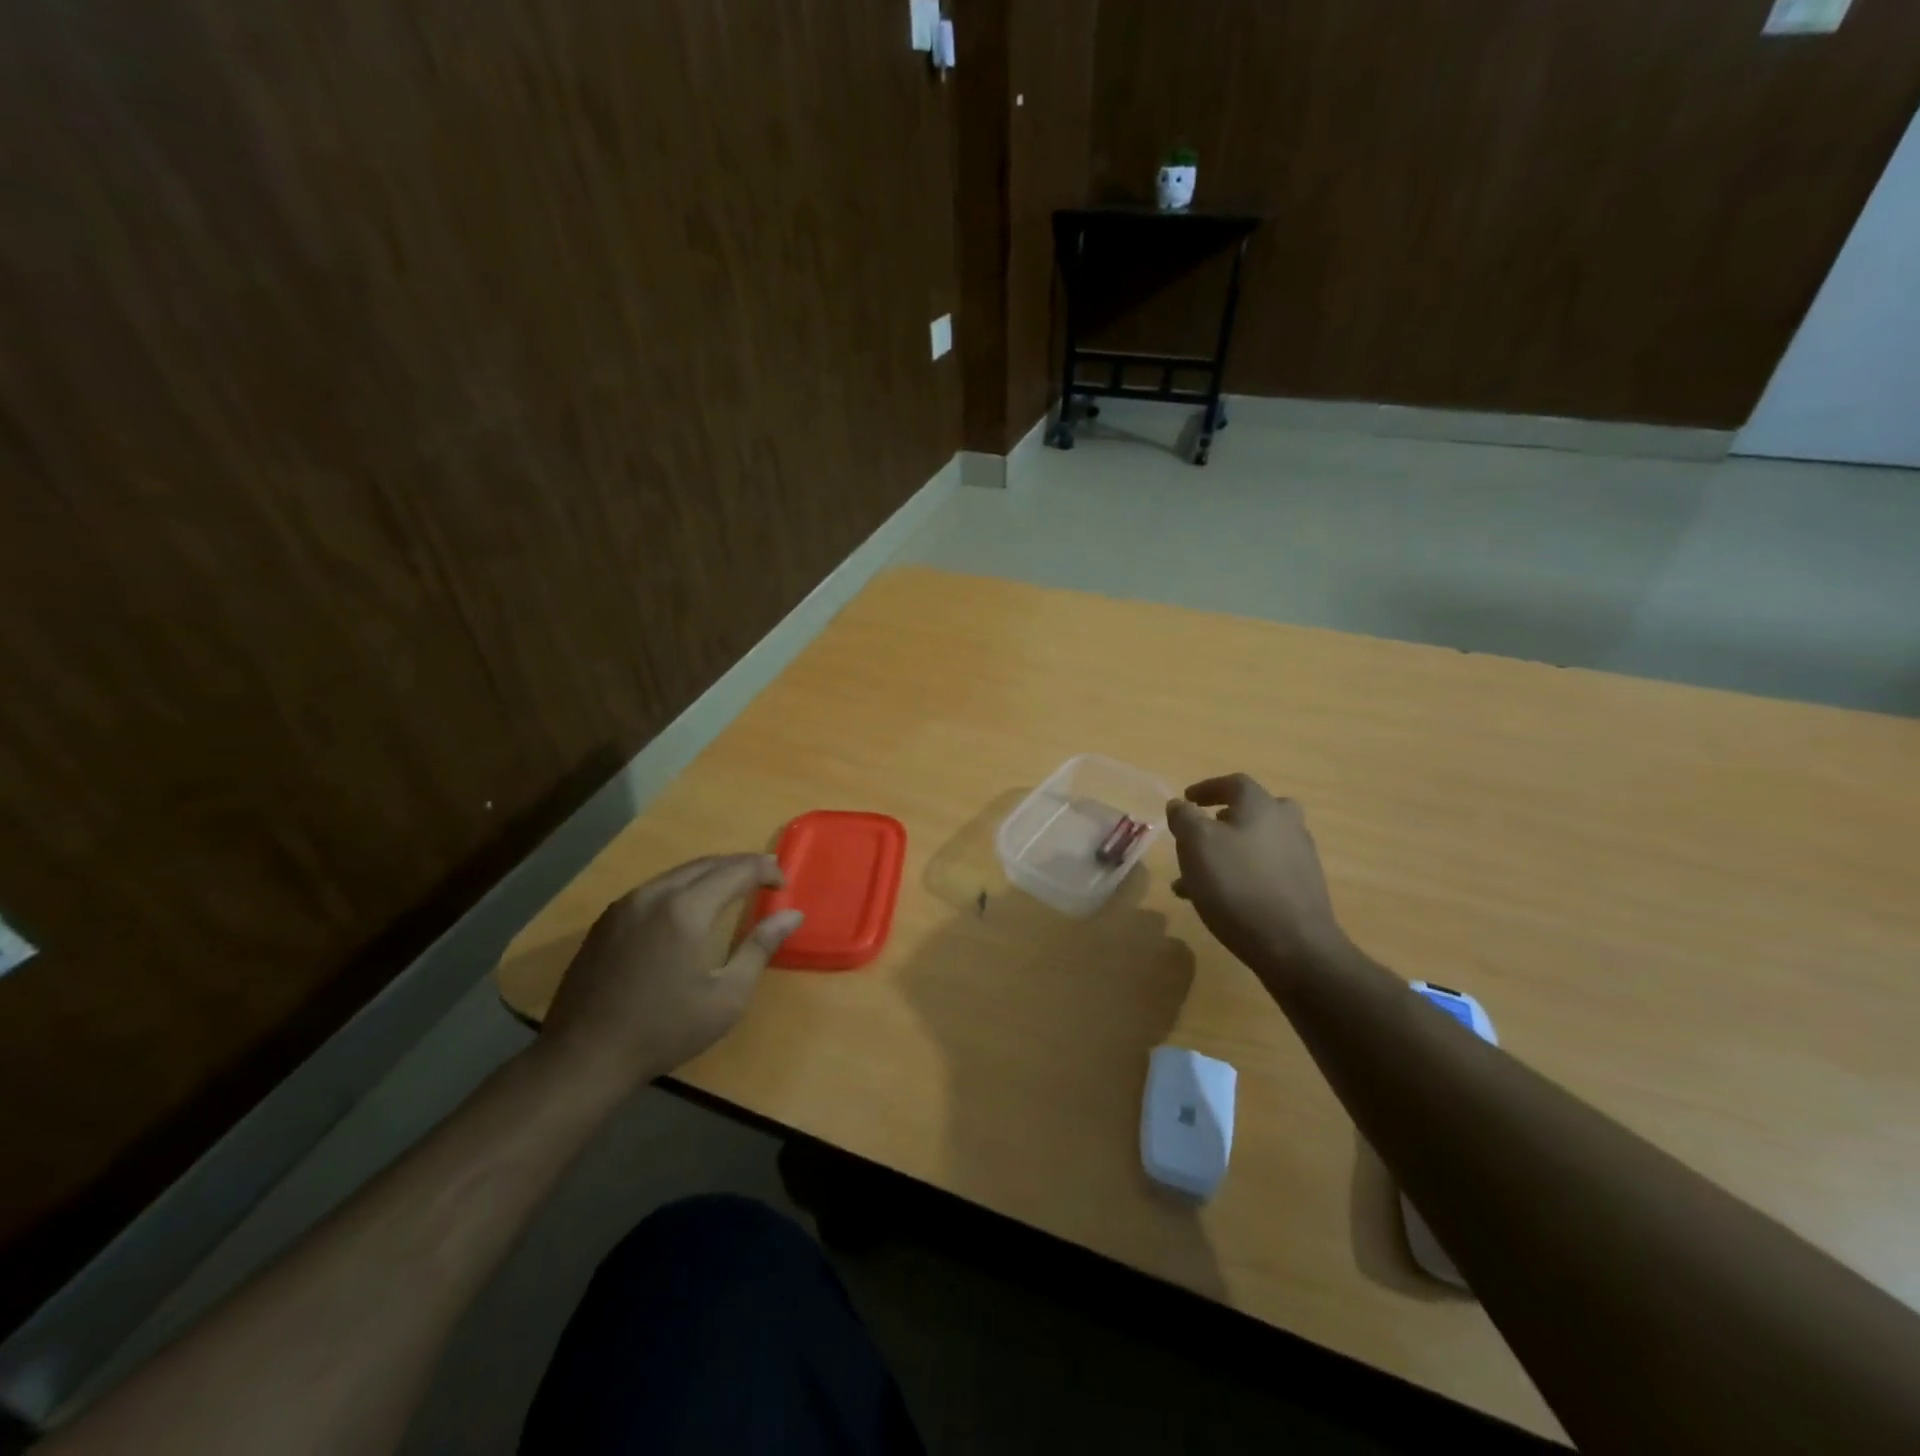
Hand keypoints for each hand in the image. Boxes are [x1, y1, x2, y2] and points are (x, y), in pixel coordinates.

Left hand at [538, 854, 803, 1089]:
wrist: (584, 1056)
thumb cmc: (665, 1030)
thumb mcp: (727, 996)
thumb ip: (760, 947)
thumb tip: (792, 915)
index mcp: (687, 910)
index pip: (736, 870)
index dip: (765, 870)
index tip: (784, 883)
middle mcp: (655, 894)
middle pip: (707, 863)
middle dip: (740, 865)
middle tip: (766, 877)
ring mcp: (625, 904)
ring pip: (678, 873)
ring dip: (711, 873)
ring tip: (734, 888)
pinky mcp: (607, 920)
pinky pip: (654, 888)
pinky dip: (683, 886)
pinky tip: (690, 908)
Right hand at [1167, 774, 1352, 981]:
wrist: (1294, 946)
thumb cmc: (1238, 885)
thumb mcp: (1196, 844)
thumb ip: (1184, 817)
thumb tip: (1180, 804)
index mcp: (1261, 806)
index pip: (1234, 783)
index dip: (1207, 788)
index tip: (1186, 799)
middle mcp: (1286, 824)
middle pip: (1255, 811)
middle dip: (1225, 819)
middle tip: (1203, 833)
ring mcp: (1300, 858)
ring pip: (1257, 845)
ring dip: (1229, 853)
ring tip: (1197, 878)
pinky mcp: (1304, 889)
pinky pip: (1265, 872)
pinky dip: (1242, 876)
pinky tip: (1221, 900)